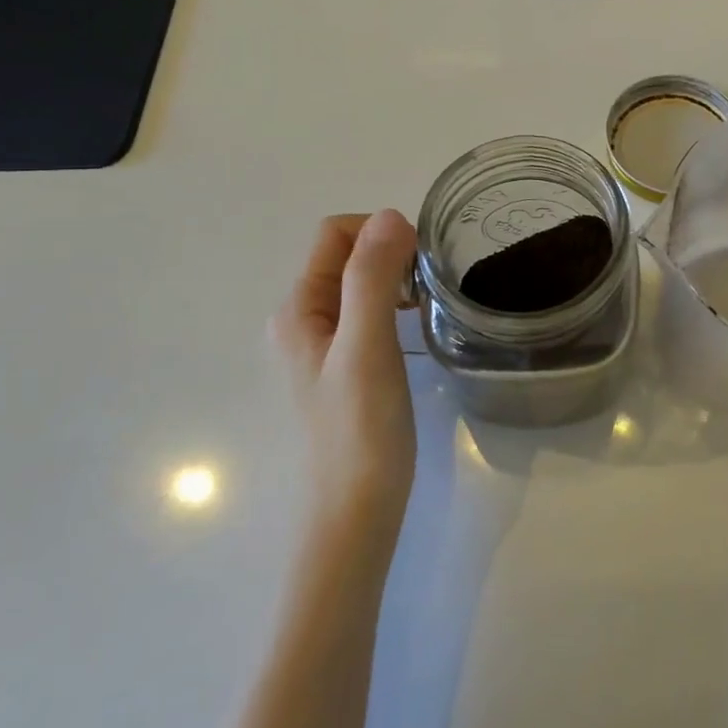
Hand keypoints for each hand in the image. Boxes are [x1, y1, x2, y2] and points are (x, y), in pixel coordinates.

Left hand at [271, 210, 419, 542]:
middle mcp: (303, 318)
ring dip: (394, 276)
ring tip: (427, 301)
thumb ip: (372, 278)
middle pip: (346, 253)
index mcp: (299, 307)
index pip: (334, 233)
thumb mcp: (367, 345)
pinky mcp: (344, 364)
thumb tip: (391, 215)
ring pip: (359, 281)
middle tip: (429, 282)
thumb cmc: (361, 428)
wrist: (357, 511)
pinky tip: (415, 325)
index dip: (379, 232)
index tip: (420, 261)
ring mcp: (323, 343)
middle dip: (389, 252)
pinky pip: (368, 309)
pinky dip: (394, 302)